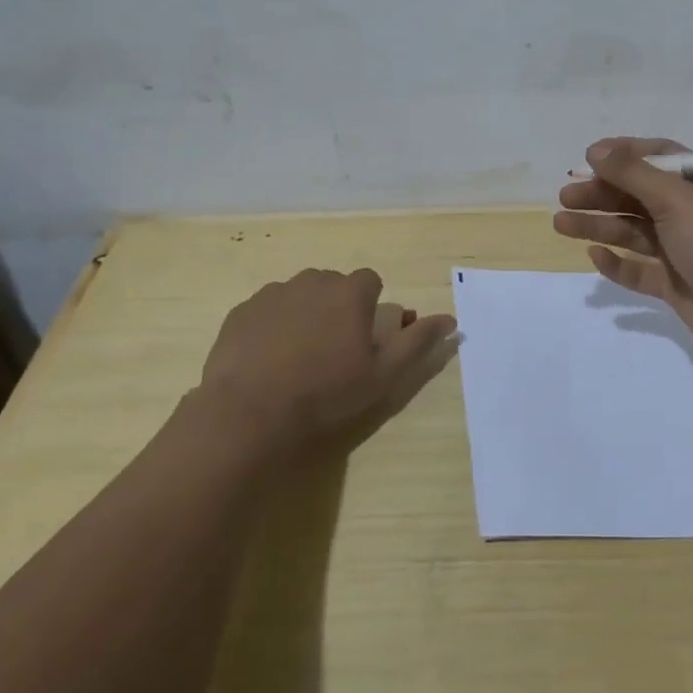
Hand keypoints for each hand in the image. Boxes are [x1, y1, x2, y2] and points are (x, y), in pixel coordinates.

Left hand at [188, 268, 455, 458]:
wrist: (250, 411)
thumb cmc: (326, 392)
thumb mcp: (383, 374)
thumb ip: (417, 341)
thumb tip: (451, 319)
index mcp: (350, 292)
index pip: (370, 281)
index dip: (370, 306)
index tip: (363, 338)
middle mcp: (312, 281)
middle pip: (333, 285)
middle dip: (337, 307)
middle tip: (333, 349)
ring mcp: (273, 293)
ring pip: (299, 295)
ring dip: (305, 313)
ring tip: (298, 355)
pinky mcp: (242, 311)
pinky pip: (266, 310)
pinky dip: (272, 325)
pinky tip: (268, 359)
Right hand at [552, 137, 692, 354]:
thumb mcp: (675, 198)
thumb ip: (633, 173)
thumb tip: (596, 150)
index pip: (658, 157)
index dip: (623, 155)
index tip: (588, 157)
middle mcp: (691, 211)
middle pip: (638, 195)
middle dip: (601, 194)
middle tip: (566, 196)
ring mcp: (681, 248)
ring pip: (632, 231)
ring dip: (598, 225)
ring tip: (561, 224)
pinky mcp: (673, 281)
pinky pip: (638, 269)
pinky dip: (617, 263)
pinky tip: (595, 256)